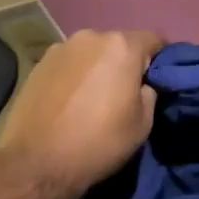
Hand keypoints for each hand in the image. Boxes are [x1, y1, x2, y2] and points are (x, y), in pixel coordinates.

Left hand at [0, 28, 164, 195]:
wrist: (36, 162)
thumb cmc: (98, 142)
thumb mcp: (143, 124)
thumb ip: (149, 93)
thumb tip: (142, 84)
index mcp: (121, 46)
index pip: (154, 39)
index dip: (161, 58)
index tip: (160, 79)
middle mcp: (90, 37)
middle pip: (119, 44)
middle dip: (126, 62)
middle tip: (125, 91)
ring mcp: (60, 47)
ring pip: (91, 53)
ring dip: (98, 68)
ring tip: (93, 97)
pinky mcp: (38, 63)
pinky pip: (69, 63)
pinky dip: (75, 75)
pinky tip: (70, 100)